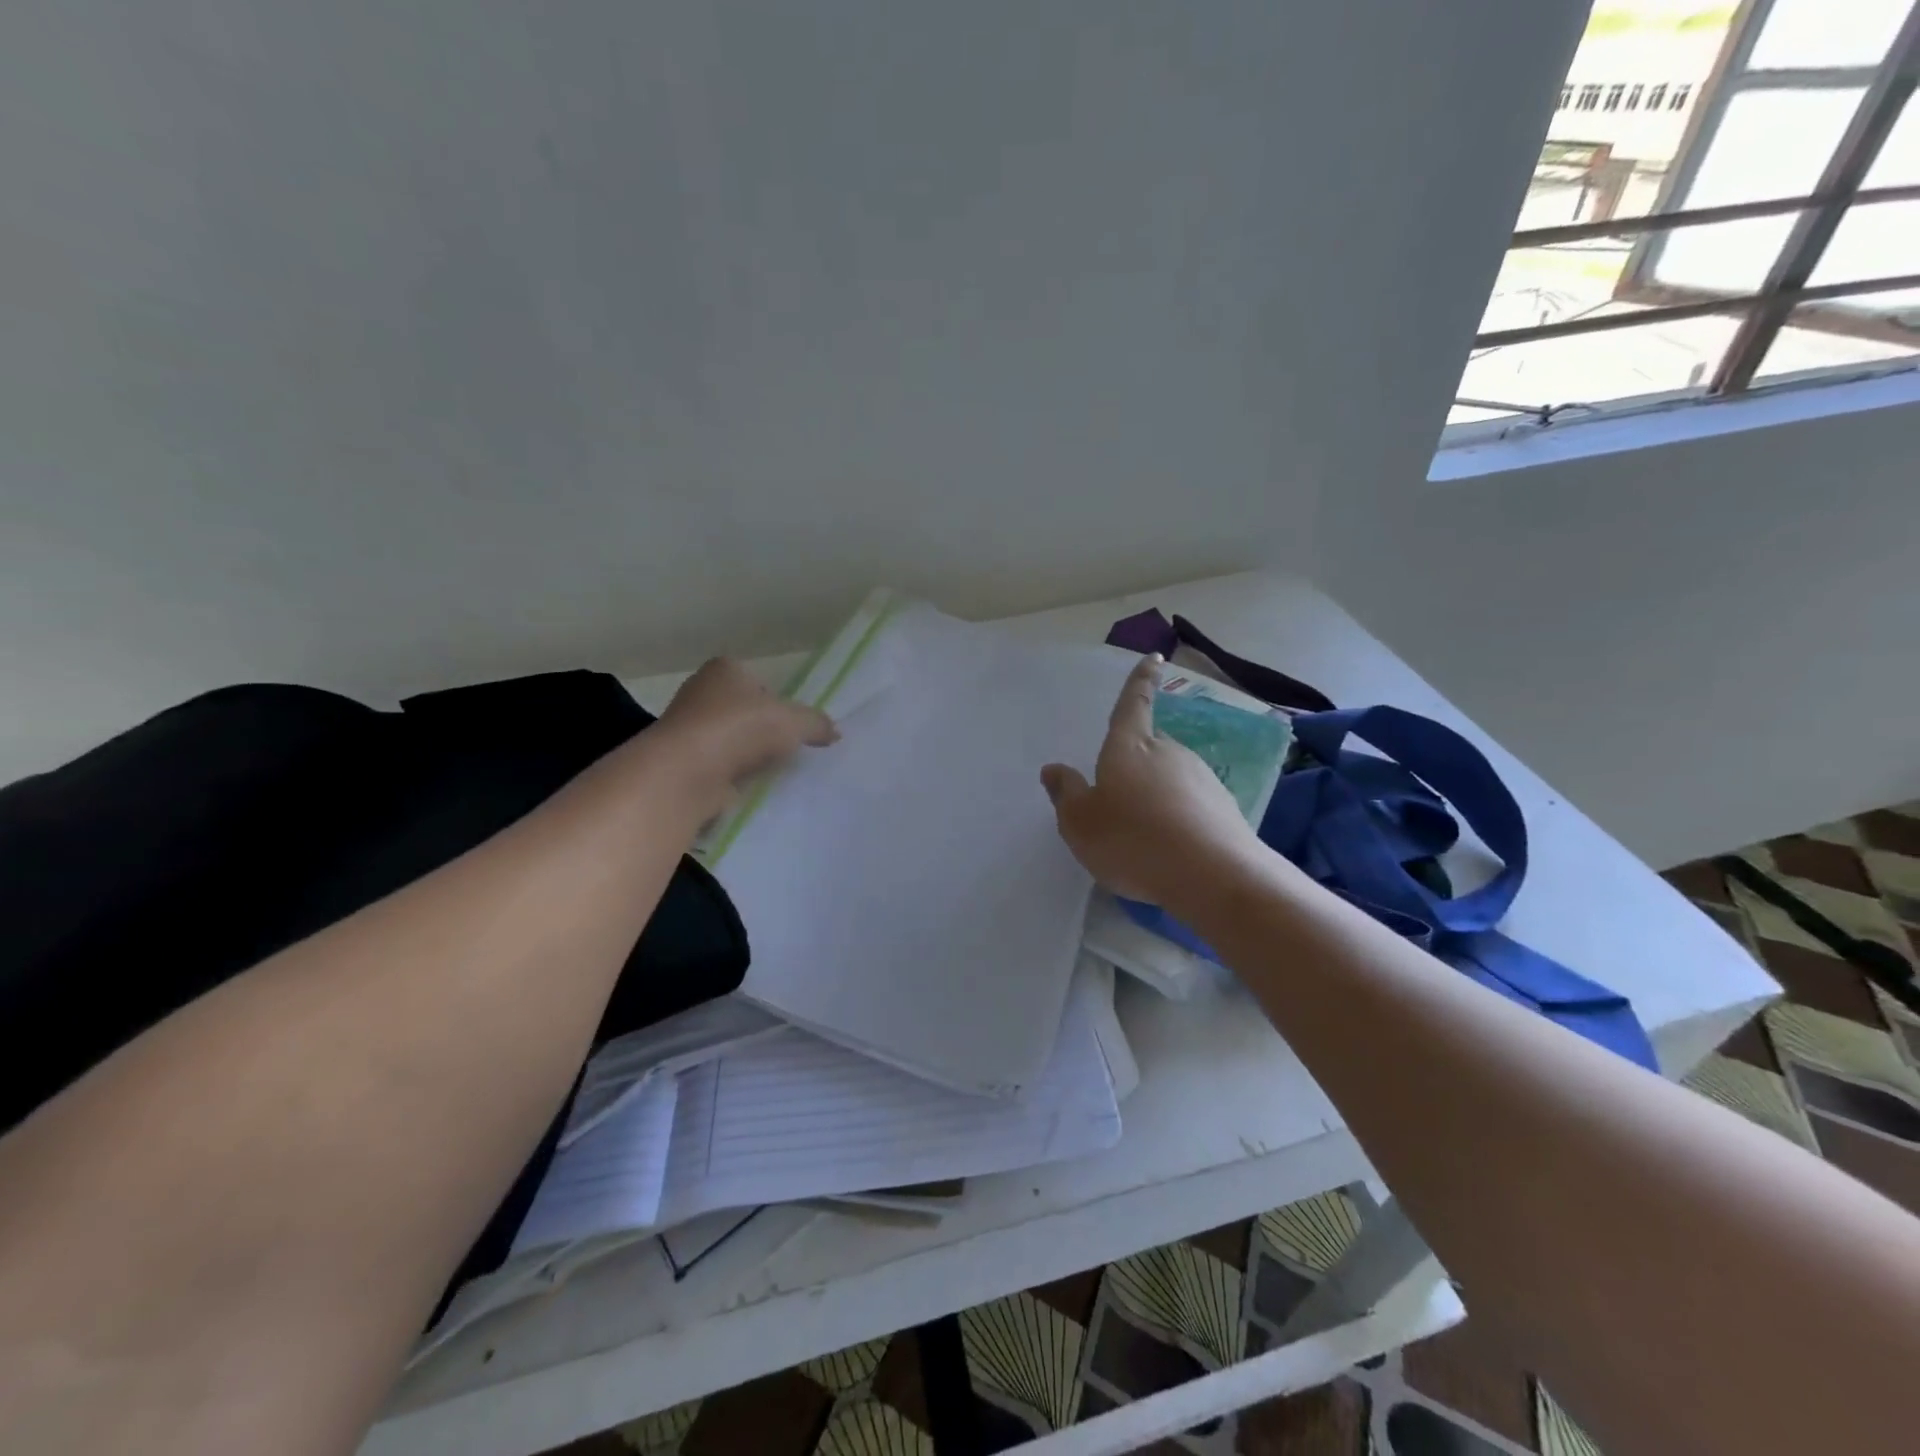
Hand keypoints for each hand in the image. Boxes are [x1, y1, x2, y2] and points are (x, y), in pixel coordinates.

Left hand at [656, 658, 837, 810]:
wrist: (686, 772)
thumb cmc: (740, 729)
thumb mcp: (793, 722)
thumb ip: (816, 723)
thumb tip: (835, 732)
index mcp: (725, 669)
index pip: (758, 681)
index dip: (778, 702)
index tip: (792, 725)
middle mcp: (701, 692)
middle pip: (743, 710)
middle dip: (762, 729)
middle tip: (786, 748)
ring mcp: (688, 727)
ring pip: (730, 739)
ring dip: (747, 754)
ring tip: (770, 770)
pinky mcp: (682, 761)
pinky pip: (718, 765)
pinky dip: (732, 774)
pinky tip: (748, 786)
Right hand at [1042, 655, 1264, 908]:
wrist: (1212, 875)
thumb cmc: (1132, 840)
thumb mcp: (1080, 823)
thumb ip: (1065, 793)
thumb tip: (1054, 769)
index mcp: (1129, 746)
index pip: (1133, 703)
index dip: (1140, 681)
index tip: (1155, 658)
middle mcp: (1168, 751)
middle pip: (1149, 745)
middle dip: (1135, 760)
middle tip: (1117, 795)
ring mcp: (1201, 776)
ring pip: (1170, 775)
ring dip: (1155, 792)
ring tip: (1141, 833)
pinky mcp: (1223, 806)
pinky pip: (1190, 802)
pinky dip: (1177, 815)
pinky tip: (1169, 846)